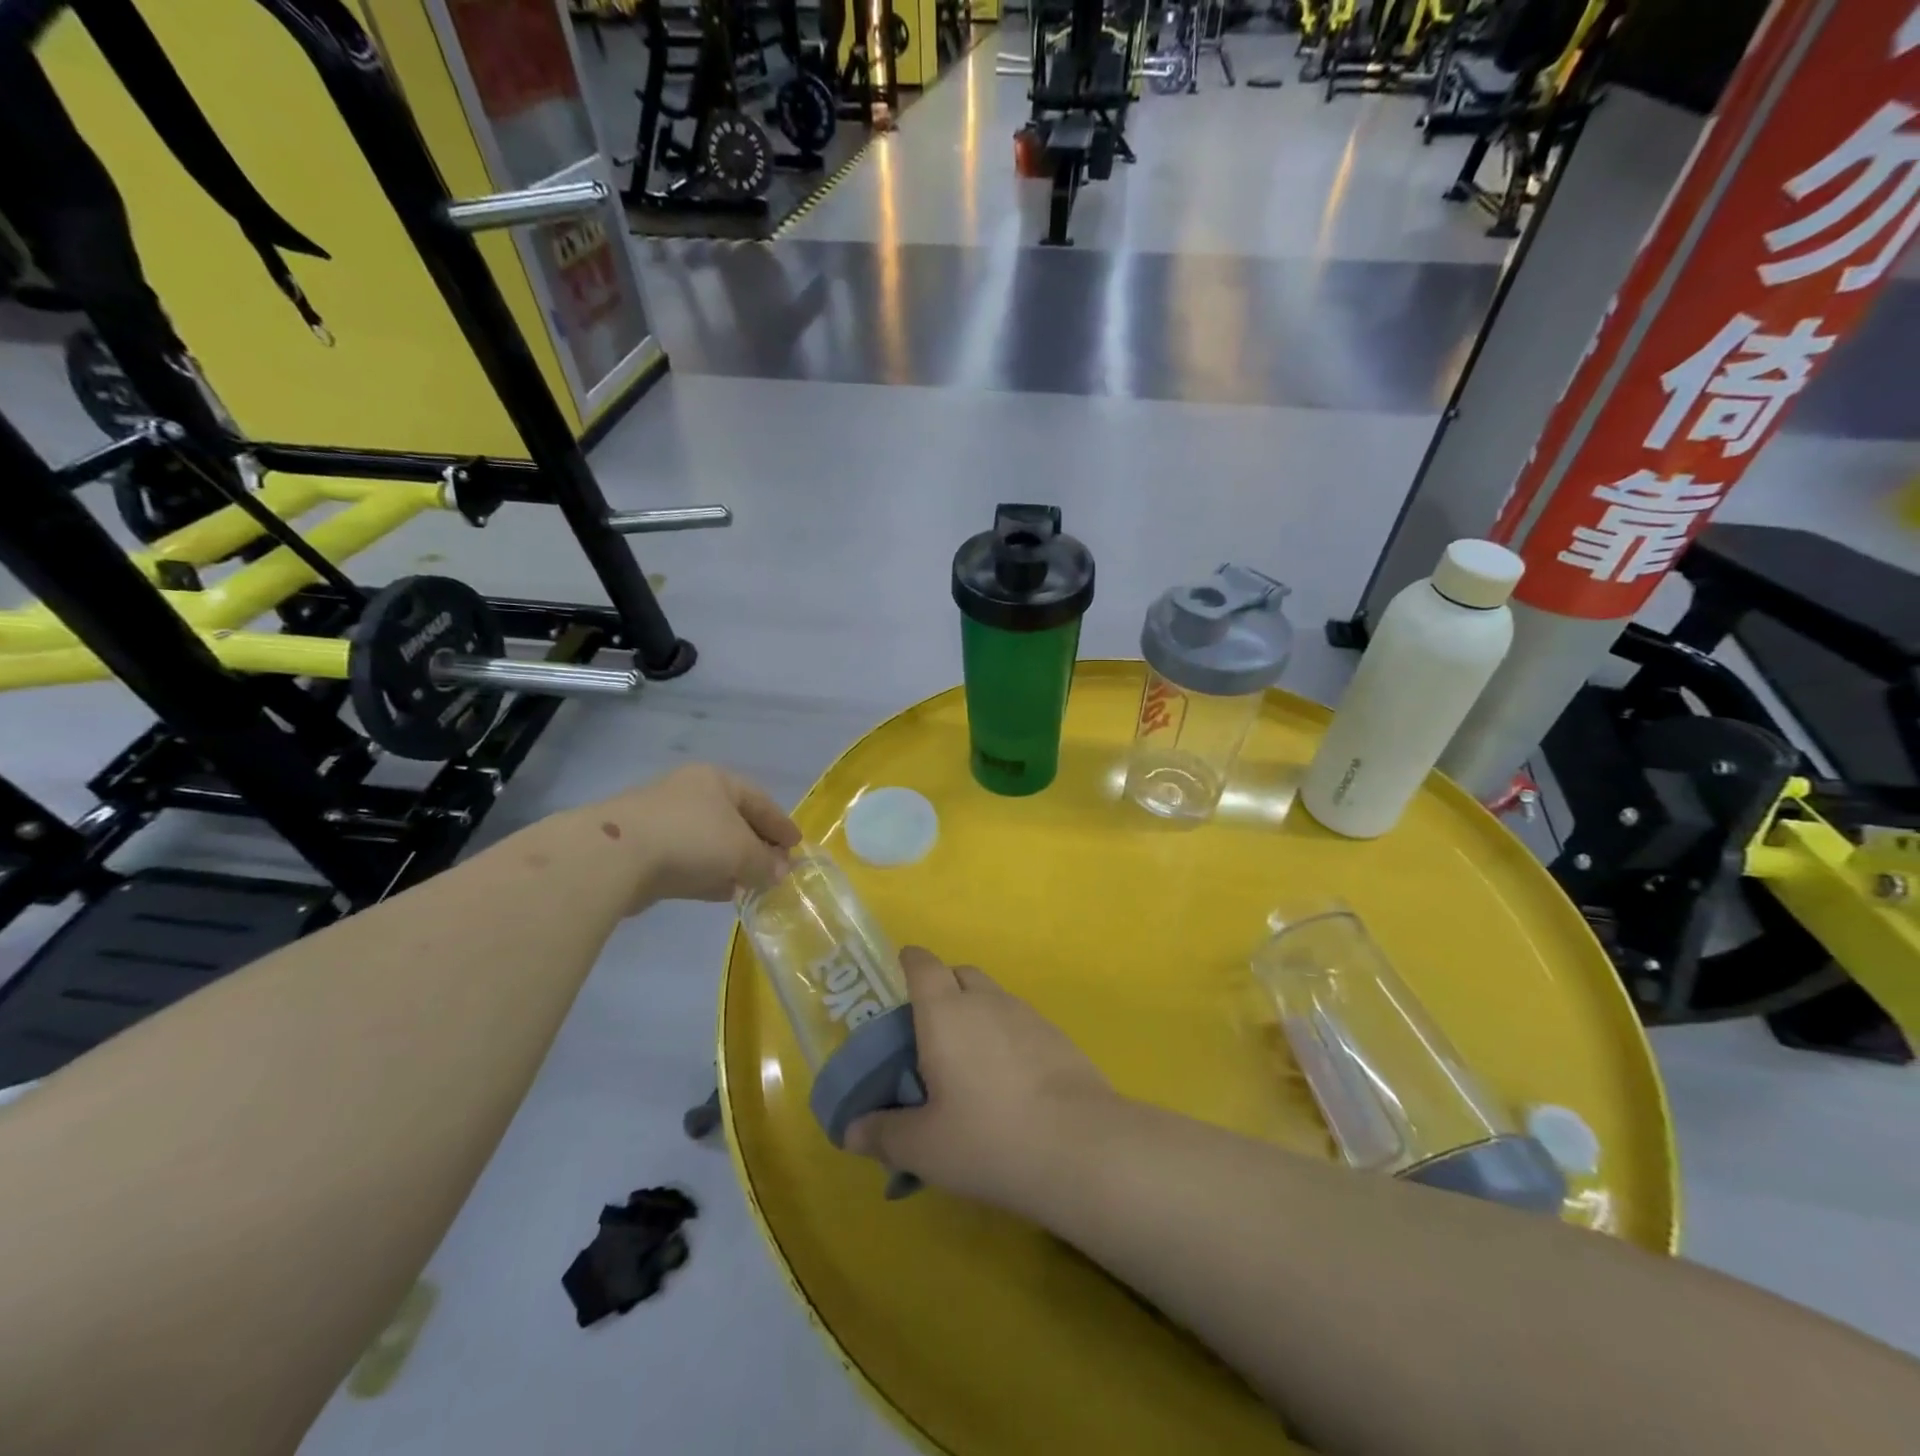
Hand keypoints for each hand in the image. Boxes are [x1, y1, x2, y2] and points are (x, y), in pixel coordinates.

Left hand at [595, 764, 800, 907]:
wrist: (614, 856)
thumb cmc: (692, 838)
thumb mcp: (742, 852)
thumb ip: (766, 864)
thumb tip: (781, 873)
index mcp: (716, 780)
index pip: (760, 800)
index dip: (781, 824)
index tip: (797, 846)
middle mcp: (690, 794)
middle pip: (734, 820)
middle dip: (756, 845)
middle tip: (776, 868)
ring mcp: (663, 821)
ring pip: (709, 843)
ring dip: (732, 863)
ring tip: (752, 885)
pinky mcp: (643, 851)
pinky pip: (687, 862)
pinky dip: (707, 875)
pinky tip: (721, 892)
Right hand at [846, 947, 1113, 1214]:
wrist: (1080, 1146)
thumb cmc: (988, 1138)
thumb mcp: (924, 1147)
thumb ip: (884, 1134)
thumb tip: (850, 1131)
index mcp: (945, 1012)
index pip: (923, 964)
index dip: (909, 962)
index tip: (899, 974)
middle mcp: (986, 1000)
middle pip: (959, 973)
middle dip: (942, 988)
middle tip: (929, 1032)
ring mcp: (1026, 1014)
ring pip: (992, 997)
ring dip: (976, 1013)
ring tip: (968, 1061)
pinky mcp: (1057, 1036)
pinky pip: (1020, 1021)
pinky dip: (1005, 1035)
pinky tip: (1007, 1079)